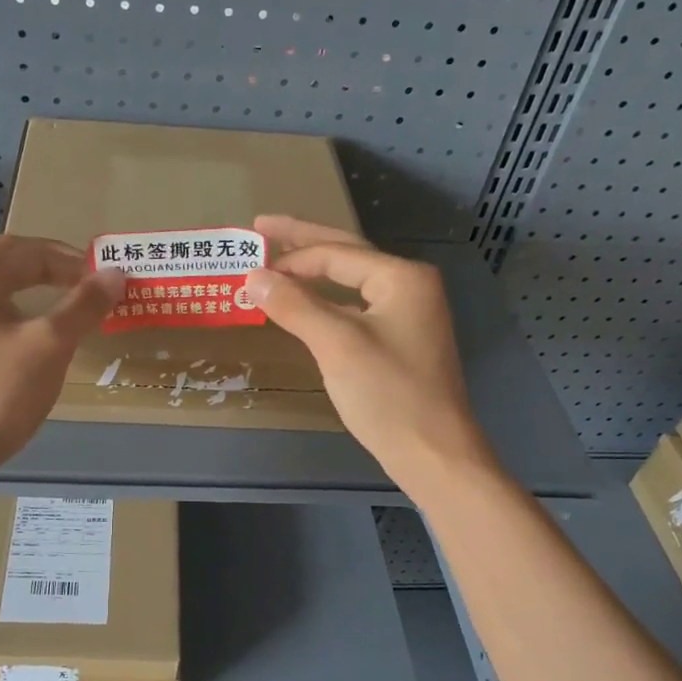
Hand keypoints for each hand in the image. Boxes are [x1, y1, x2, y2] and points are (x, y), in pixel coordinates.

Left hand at [0, 234, 123, 480]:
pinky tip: (14, 342)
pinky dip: (5, 322)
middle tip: (81, 286)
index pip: (26, 250)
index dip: (68, 259)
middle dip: (44, 269)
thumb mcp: (50, 345)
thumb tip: (114, 274)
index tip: (100, 278)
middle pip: (1, 265)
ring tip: (55, 312)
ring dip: (23, 295)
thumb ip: (84, 305)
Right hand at [241, 216, 496, 493]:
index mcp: (401, 277)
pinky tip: (305, 304)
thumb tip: (252, 276)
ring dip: (313, 272)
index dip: (290, 255)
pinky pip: (355, 307)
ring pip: (350, 282)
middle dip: (303, 242)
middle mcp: (409, 286)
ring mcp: (407, 314)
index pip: (336, 253)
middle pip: (346, 255)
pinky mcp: (400, 340)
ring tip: (277, 262)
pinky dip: (325, 301)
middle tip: (261, 227)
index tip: (249, 258)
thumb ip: (294, 305)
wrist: (433, 453)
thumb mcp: (337, 345)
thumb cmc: (388, 394)